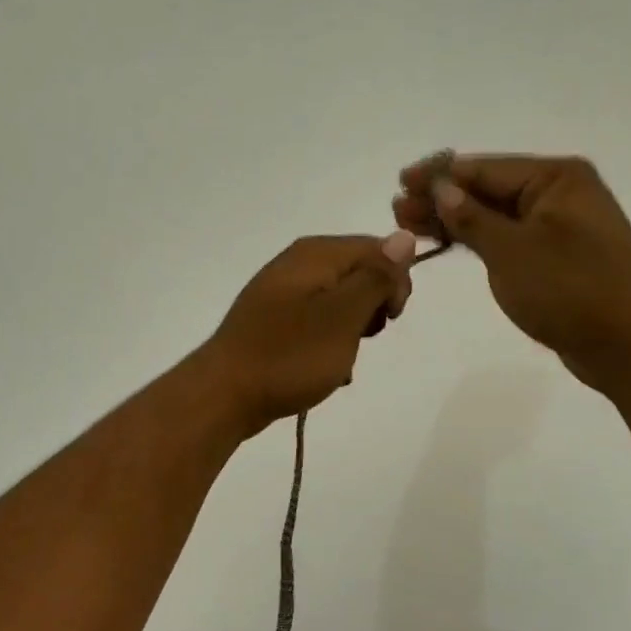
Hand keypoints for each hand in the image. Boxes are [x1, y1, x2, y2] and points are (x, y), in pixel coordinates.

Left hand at [198, 232, 416, 435]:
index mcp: (315, 254)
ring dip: (350, 333)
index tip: (389, 318)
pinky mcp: (273, 322)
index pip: (377, 248)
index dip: (394, 282)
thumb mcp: (343, 315)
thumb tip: (405, 236)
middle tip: (362, 339)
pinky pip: (316, 325)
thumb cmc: (290, 354)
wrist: (225, 395)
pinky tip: (323, 371)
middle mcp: (297, 264)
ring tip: (339, 361)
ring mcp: (281, 293)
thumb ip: (376, 276)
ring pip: (339, 304)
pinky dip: (327, 346)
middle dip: (371, 309)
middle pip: (358, 274)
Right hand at [394, 154, 630, 391]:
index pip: (485, 169)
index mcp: (557, 179)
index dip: (439, 175)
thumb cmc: (570, 290)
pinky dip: (476, 239)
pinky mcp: (555, 254)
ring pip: (494, 214)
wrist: (625, 345)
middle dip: (442, 199)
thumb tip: (441, 190)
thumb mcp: (512, 251)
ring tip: (409, 223)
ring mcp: (559, 225)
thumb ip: (472, 218)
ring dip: (453, 219)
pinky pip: (507, 236)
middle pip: (488, 189)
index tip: (402, 180)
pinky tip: (446, 241)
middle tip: (398, 208)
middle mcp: (560, 193)